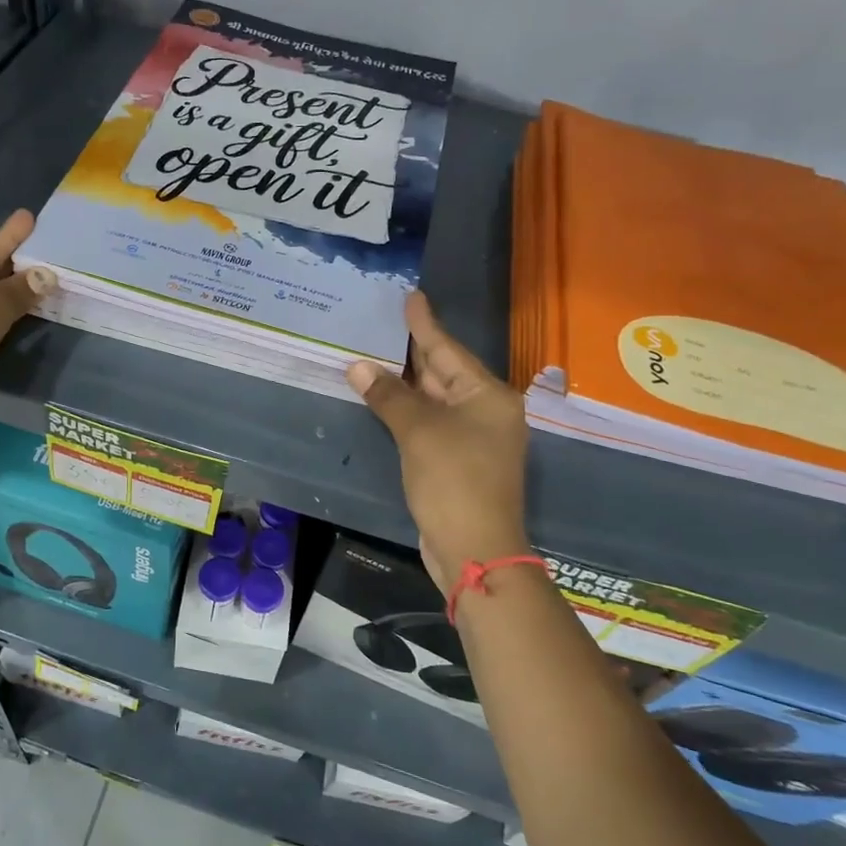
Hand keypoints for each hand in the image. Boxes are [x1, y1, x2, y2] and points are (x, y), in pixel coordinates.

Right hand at [347, 291, 528, 596]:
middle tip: (384, 323)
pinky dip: (407, 410)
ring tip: (376, 353)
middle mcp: (485, 412)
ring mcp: (473, 439)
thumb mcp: (418, 432)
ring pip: (435, 399)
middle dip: (413, 351)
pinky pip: (429, 423)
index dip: (425, 324)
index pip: (448, 350)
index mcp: (487, 396)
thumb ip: (389, 395)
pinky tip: (384, 399)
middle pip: (444, 372)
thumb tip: (357, 366)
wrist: (474, 549)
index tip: (411, 296)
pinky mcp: (457, 461)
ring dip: (406, 382)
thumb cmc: (453, 480)